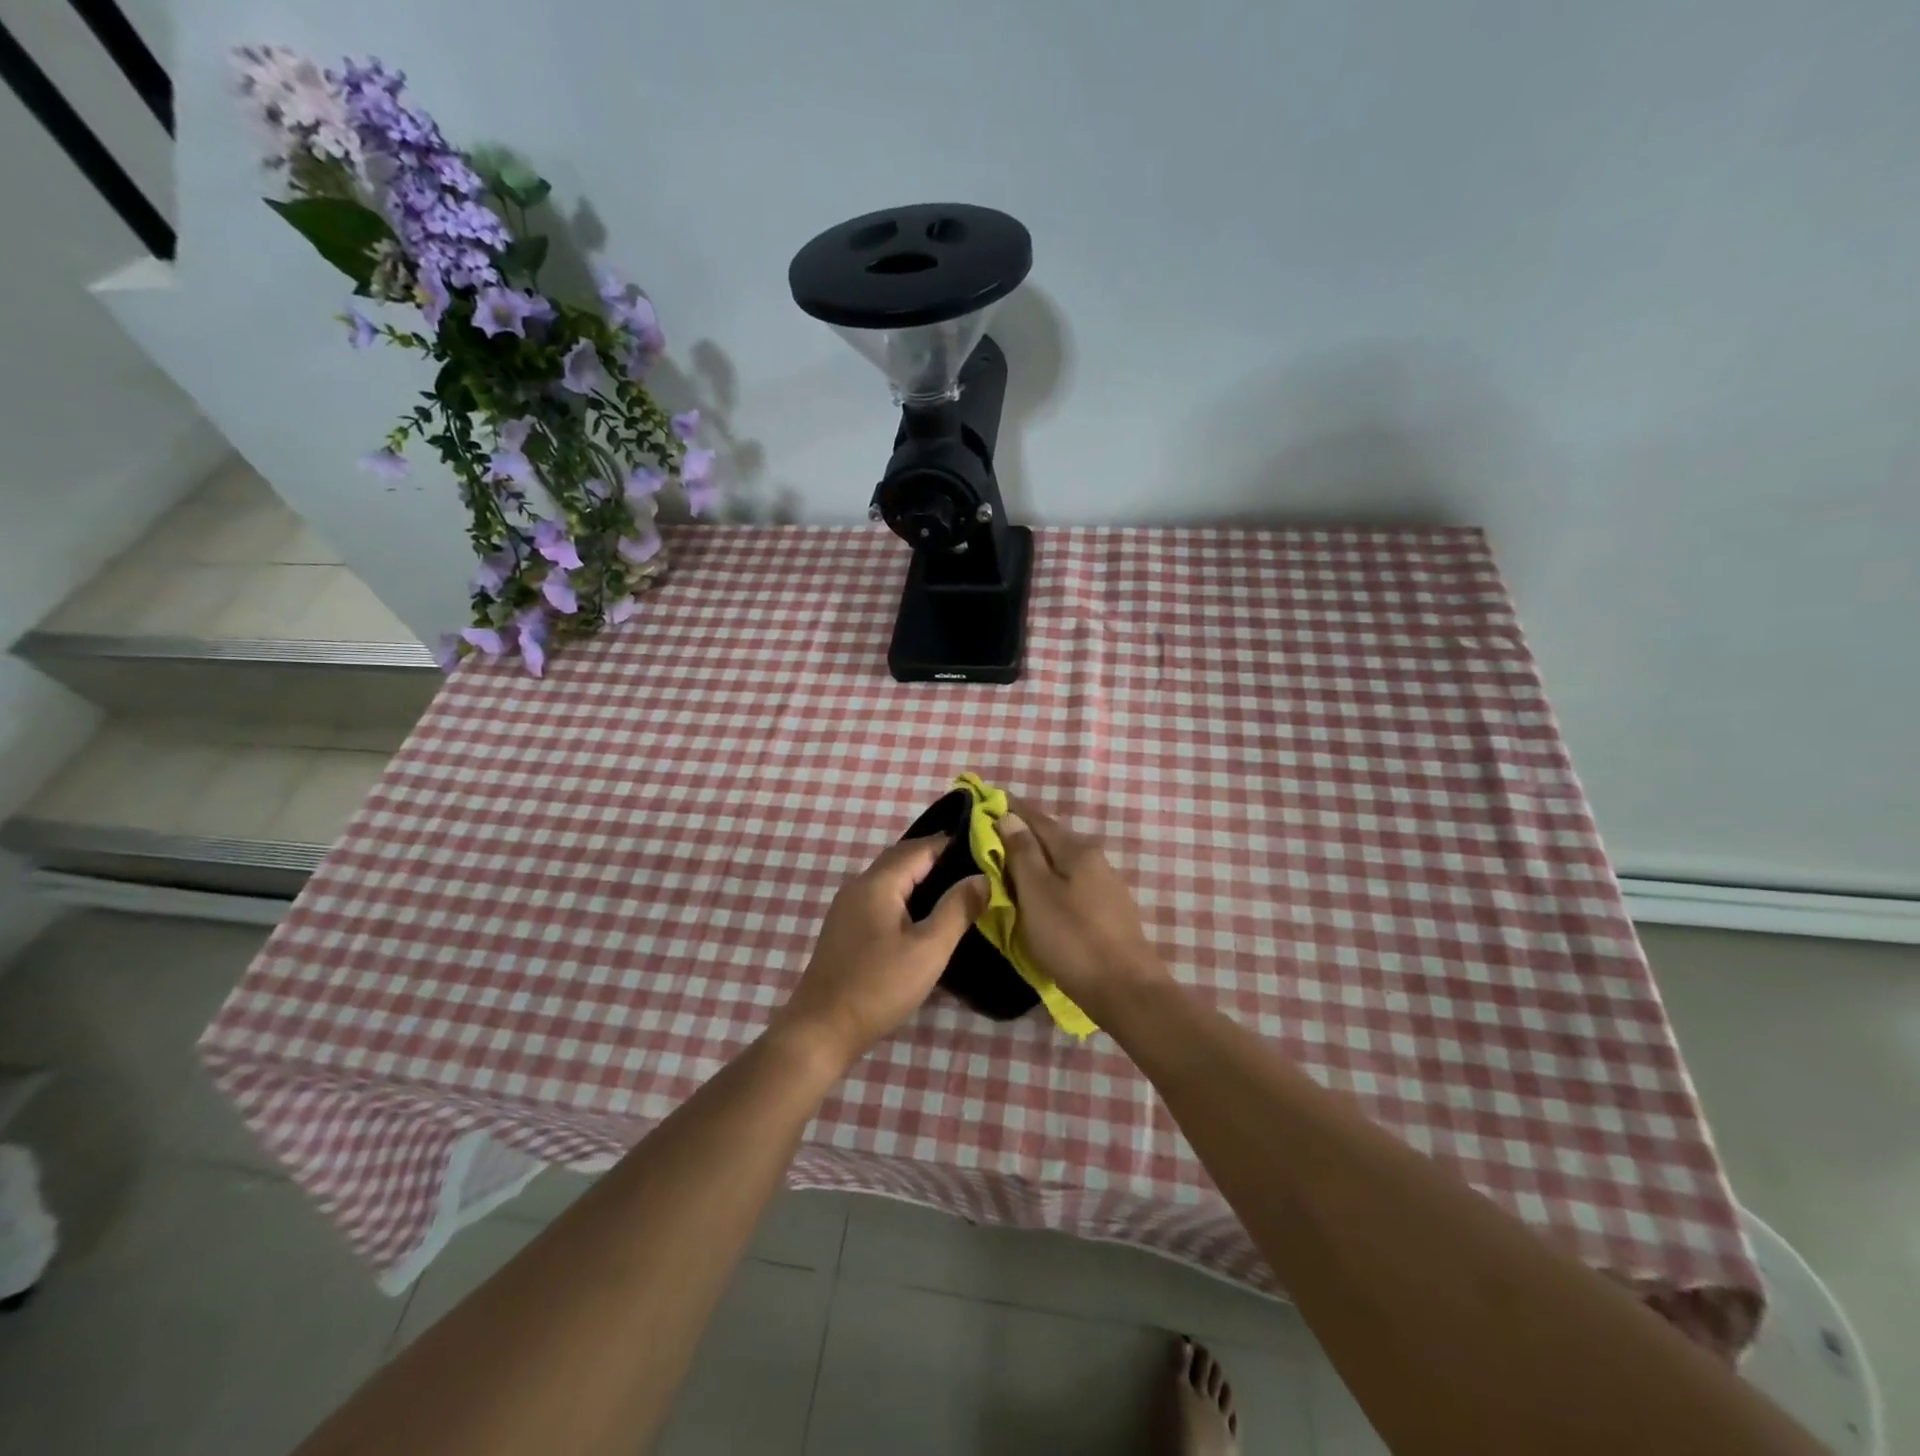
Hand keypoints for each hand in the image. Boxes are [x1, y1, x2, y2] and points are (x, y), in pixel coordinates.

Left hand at [774, 835, 987, 1069]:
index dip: (952, 844)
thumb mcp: (929, 949)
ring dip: (921, 877)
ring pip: (890, 878)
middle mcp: (858, 886)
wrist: (821, 1030)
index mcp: (878, 883)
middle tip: (976, 867)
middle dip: (937, 858)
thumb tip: (982, 877)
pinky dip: (906, 895)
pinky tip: (923, 916)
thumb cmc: (879, 986)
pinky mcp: (845, 928)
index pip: (920, 848)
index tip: (986, 849)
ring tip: (957, 890)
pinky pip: (881, 897)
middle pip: (902, 858)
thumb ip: (957, 909)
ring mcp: (847, 907)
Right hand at [1001, 797, 1169, 1021]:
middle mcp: (1094, 858)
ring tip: (1006, 865)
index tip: (985, 799)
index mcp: (1076, 849)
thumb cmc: (1072, 938)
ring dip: (1034, 858)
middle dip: (1020, 833)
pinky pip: (1069, 883)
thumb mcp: (1037, 893)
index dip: (1010, 807)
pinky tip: (1036, 893)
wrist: (1125, 989)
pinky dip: (1047, 880)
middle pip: (1050, 838)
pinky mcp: (1107, 910)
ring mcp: (1104, 885)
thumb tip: (1009, 816)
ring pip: (1060, 862)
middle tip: (988, 835)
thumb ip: (1022, 853)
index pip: (1036, 817)